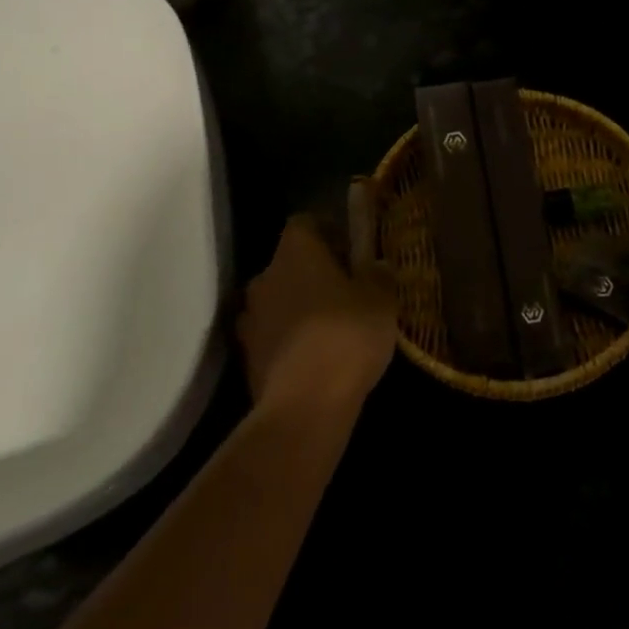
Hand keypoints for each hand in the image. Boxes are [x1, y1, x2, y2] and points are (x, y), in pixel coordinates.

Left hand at [237, 210, 396, 414]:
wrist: (304, 406)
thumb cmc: (347, 335)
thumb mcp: (382, 300)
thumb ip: (378, 275)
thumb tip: (375, 267)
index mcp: (296, 252)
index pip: (305, 222)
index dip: (328, 231)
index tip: (350, 251)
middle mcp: (264, 277)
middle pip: (289, 263)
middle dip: (313, 272)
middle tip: (345, 290)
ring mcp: (250, 319)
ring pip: (277, 299)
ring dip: (298, 306)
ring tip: (330, 327)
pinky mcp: (247, 357)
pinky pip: (271, 334)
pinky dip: (289, 339)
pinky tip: (315, 357)